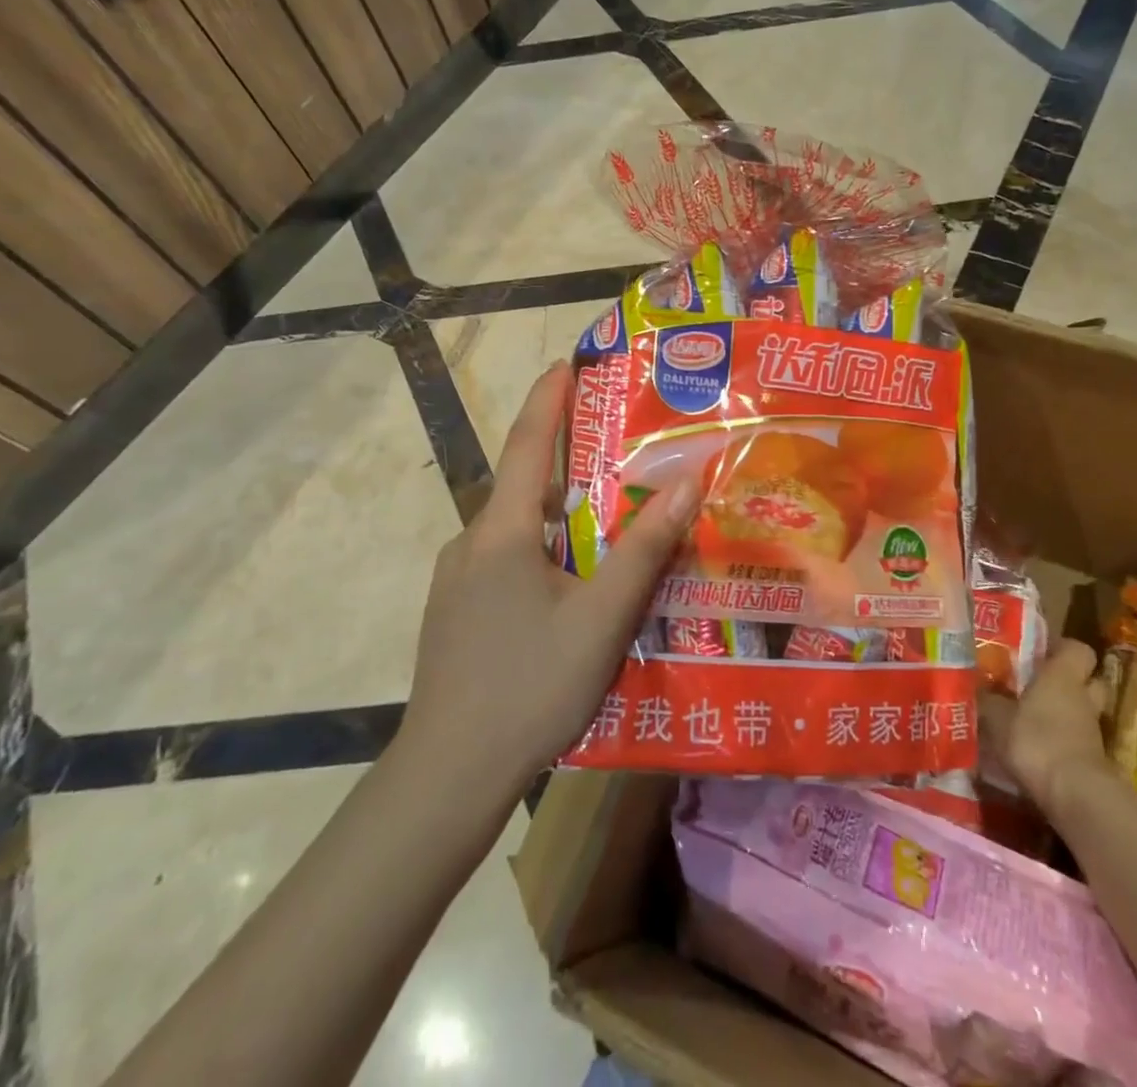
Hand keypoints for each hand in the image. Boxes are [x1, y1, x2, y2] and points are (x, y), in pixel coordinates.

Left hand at [402, 363, 698, 788]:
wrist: (448, 774)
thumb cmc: (529, 686)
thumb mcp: (601, 618)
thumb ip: (644, 549)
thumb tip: (689, 482)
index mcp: (501, 532)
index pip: (525, 443)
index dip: (547, 398)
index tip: (566, 362)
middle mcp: (471, 543)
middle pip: (523, 486)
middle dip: (566, 463)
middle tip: (617, 454)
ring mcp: (456, 580)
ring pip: (516, 530)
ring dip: (558, 516)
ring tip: (607, 525)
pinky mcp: (455, 612)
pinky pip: (504, 561)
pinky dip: (542, 551)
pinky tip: (571, 587)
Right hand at [982, 639, 1116, 817]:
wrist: (1075, 795)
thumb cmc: (1036, 740)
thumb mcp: (997, 716)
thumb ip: (987, 699)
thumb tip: (973, 687)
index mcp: (1063, 676)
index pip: (1078, 649)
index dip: (1061, 648)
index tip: (1039, 652)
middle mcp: (1083, 698)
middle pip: (1090, 680)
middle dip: (1070, 681)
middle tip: (1039, 684)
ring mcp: (1092, 732)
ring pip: (1083, 712)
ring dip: (1065, 713)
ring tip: (1033, 717)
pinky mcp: (1093, 761)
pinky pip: (1078, 740)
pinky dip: (1063, 741)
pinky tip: (1038, 748)